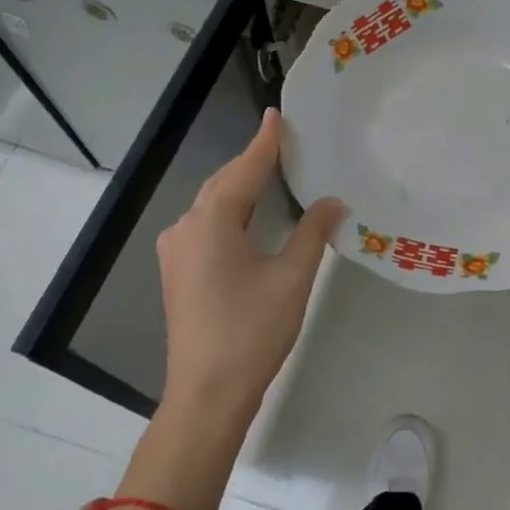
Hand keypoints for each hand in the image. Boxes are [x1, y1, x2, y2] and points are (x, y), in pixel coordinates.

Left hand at [156, 109, 344, 421]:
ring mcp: (176, 251)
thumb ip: (312, 232)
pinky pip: (206, 226)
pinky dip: (230, 212)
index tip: (277, 114)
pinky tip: (249, 216)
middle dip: (252, 163)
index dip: (265, 142)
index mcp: (212, 221)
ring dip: (241, 188)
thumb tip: (333, 202)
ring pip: (212, 205)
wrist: (206, 395)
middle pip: (224, 183)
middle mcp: (186, 227)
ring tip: (272, 173)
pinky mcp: (177, 272)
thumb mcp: (292, 277)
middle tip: (283, 143)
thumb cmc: (251, 331)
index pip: (245, 169)